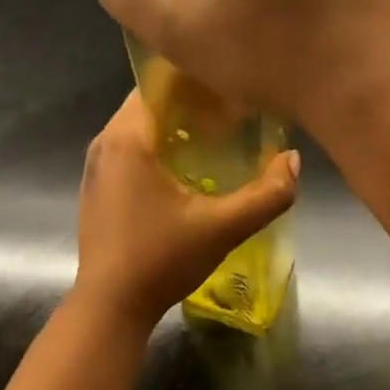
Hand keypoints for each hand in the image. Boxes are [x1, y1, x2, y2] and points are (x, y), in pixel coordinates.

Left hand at [73, 93, 298, 327]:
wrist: (109, 307)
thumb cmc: (161, 259)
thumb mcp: (223, 227)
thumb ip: (267, 194)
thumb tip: (293, 161)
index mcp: (127, 138)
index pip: (159, 84)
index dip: (196, 81)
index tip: (230, 88)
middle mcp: (104, 143)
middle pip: (150, 105)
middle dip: (190, 105)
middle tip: (232, 114)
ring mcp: (96, 167)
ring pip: (140, 129)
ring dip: (174, 129)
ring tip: (216, 138)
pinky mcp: (97, 189)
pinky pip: (130, 151)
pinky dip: (157, 150)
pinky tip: (187, 172)